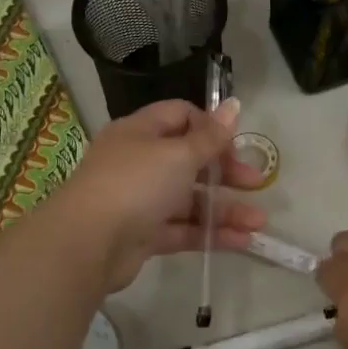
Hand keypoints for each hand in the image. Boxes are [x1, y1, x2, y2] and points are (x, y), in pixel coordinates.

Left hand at [52, 98, 267, 292]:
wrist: (87, 244)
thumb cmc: (135, 184)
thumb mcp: (178, 154)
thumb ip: (210, 136)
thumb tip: (233, 104)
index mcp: (141, 132)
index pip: (181, 116)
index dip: (210, 127)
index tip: (234, 145)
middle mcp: (139, 162)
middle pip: (190, 160)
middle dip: (226, 172)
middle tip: (256, 183)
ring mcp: (140, 200)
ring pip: (190, 200)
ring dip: (225, 209)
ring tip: (260, 223)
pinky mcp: (143, 234)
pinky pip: (183, 229)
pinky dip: (211, 234)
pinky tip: (243, 241)